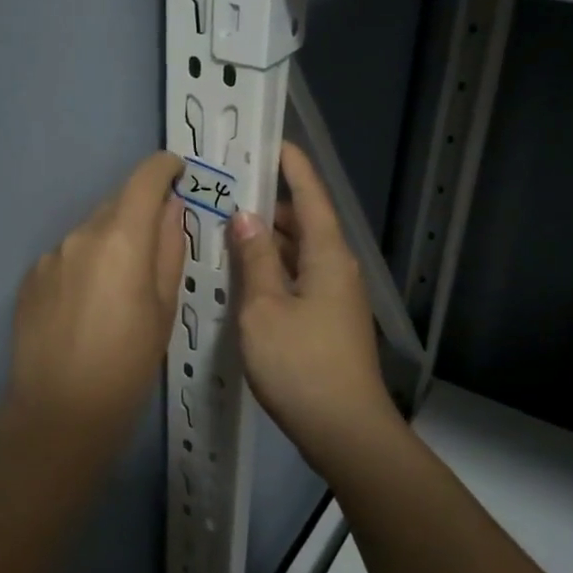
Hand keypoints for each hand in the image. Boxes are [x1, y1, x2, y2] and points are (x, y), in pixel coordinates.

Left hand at [7, 151, 185, 443]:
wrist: (61, 411)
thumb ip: (169, 248)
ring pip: (89, 231)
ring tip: (119, 288)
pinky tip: (87, 305)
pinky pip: (66, 256)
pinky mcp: (30, 277)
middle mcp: (81, 235)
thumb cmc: (128, 363)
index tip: (177, 172)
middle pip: (116, 203)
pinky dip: (84, 264)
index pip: (144, 179)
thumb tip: (171, 209)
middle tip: (155, 247)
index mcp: (121, 238)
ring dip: (109, 242)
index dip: (163, 168)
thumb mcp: (165, 307)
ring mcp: (50, 255)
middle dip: (138, 212)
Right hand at [228, 143, 401, 471]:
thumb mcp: (265, 308)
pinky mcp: (328, 321)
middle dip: (270, 204)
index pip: (310, 195)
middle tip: (228, 191)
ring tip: (227, 229)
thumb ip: (255, 259)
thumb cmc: (301, 364)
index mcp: (328, 255)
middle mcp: (337, 268)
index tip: (271, 142)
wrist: (345, 430)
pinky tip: (245, 277)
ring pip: (299, 253)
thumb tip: (246, 217)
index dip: (291, 167)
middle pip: (304, 223)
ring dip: (268, 240)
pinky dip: (273, 269)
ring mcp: (335, 297)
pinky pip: (298, 279)